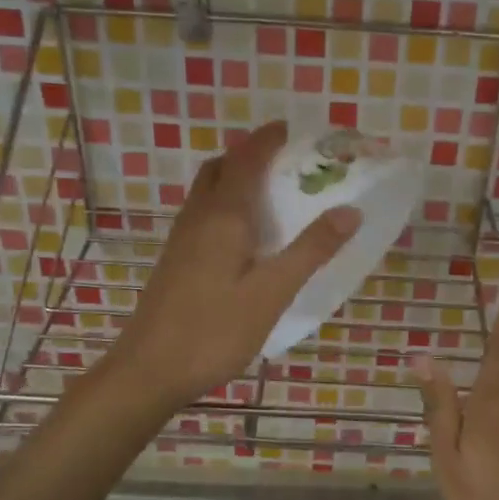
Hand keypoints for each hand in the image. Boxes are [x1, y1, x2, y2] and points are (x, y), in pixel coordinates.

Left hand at [104, 121, 360, 407]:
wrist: (148, 370)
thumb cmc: (214, 330)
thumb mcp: (272, 293)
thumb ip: (310, 250)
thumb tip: (350, 210)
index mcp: (224, 216)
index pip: (247, 159)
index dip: (269, 139)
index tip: (295, 129)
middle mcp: (198, 217)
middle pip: (221, 167)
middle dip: (251, 154)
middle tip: (286, 161)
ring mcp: (182, 238)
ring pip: (208, 190)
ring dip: (236, 177)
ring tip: (272, 192)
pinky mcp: (177, 260)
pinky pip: (204, 213)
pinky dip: (227, 203)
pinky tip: (246, 235)